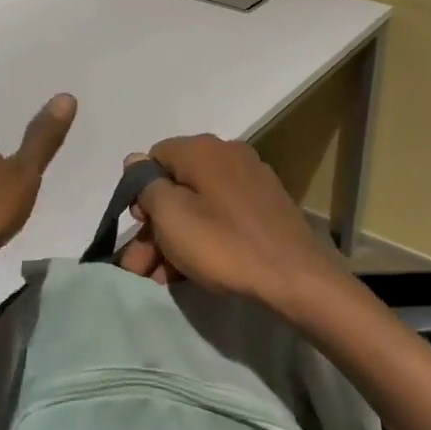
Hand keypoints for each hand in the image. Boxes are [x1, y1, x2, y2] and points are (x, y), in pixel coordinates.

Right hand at [121, 134, 348, 314]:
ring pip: (198, 206)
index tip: (138, 227)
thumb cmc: (224, 244)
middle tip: (138, 266)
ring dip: (173, 239)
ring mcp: (251, 181)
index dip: (139, 191)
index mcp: (203, 150)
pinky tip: (189, 273)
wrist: (294, 277)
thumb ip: (147, 186)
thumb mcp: (172, 217)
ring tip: (159, 279)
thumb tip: (135, 161)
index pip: (155, 157)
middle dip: (153, 226)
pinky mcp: (265, 208)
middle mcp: (228, 155)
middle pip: (177, 186)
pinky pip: (221, 217)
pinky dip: (202, 239)